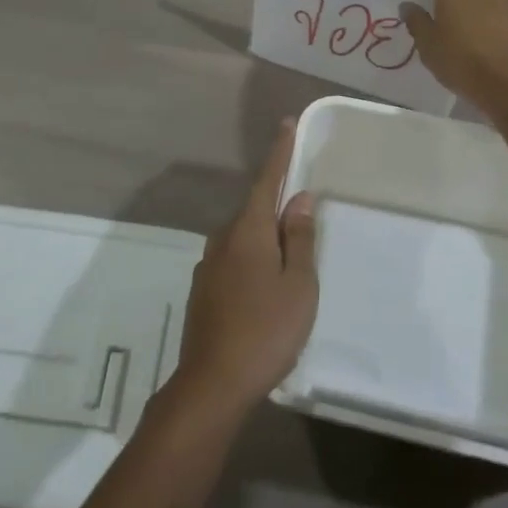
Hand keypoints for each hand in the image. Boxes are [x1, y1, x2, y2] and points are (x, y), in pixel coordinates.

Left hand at [170, 121, 318, 420]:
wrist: (213, 383)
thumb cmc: (266, 329)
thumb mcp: (298, 284)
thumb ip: (299, 238)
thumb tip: (299, 198)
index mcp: (248, 231)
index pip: (267, 180)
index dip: (279, 153)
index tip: (286, 124)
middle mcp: (223, 239)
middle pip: (254, 209)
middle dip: (277, 203)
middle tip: (303, 209)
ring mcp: (209, 265)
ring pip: (244, 238)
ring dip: (266, 237)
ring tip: (290, 256)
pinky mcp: (204, 290)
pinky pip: (235, 260)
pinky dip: (254, 259)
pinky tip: (266, 287)